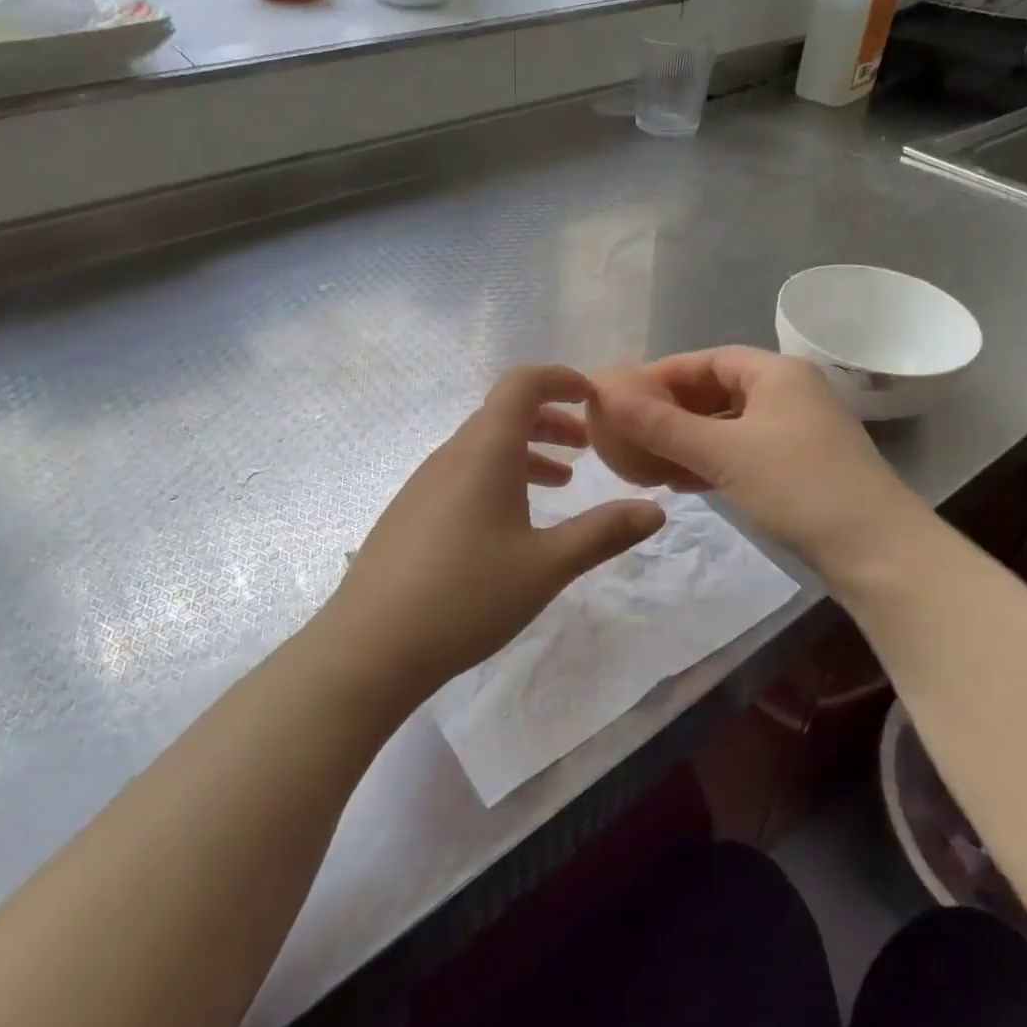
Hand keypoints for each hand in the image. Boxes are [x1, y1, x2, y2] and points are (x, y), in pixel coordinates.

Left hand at [325, 365, 665, 703]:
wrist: (369, 648)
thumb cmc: (466, 597)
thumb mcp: (547, 566)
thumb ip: (603, 532)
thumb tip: (656, 510)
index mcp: (485, 451)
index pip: (522, 383)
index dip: (561, 379)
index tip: (595, 398)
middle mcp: (452, 454)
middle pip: (504, 412)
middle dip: (552, 420)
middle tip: (588, 447)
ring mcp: (425, 482)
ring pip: (484, 445)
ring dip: (526, 451)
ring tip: (562, 482)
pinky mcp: (411, 510)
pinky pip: (463, 472)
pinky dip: (499, 475)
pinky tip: (511, 522)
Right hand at [590, 346, 923, 577]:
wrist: (877, 551)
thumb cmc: (798, 486)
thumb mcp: (723, 453)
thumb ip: (663, 425)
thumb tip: (606, 396)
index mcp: (777, 372)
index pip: (707, 359)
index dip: (662, 374)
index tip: (622, 395)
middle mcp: (789, 392)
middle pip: (717, 390)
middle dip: (672, 409)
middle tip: (629, 430)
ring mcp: (796, 431)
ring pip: (728, 424)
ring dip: (688, 438)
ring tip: (645, 458)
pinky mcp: (798, 466)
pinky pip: (742, 451)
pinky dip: (710, 460)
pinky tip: (681, 480)